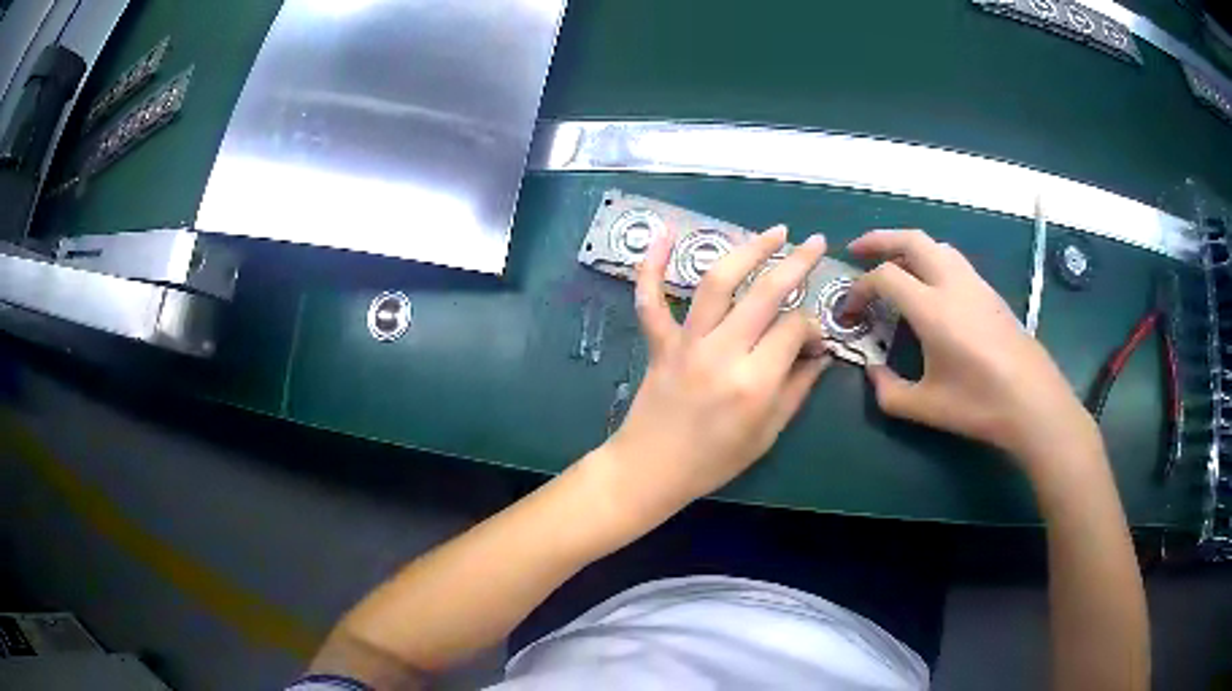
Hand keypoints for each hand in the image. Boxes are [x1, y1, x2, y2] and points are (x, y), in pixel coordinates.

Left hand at [596, 225, 830, 518]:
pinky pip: (651, 299)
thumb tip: (822, 353)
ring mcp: (686, 342)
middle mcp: (722, 353)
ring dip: (748, 249)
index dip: (813, 326)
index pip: (794, 329)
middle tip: (815, 242)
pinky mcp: (659, 342)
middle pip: (765, 293)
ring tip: (774, 232)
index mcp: (755, 382)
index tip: (816, 338)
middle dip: (796, 263)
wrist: (651, 470)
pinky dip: (651, 264)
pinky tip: (663, 233)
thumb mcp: (768, 433)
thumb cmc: (714, 461)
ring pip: (717, 281)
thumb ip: (798, 387)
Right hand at [842, 229, 1096, 471]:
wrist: (1034, 402)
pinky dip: (930, 259)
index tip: (849, 311)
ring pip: (936, 245)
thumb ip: (888, 391)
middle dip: (879, 240)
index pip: (885, 277)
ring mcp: (975, 284)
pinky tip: (928, 285)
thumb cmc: (980, 405)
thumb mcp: (926, 407)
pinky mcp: (989, 292)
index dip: (859, 288)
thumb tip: (873, 372)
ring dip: (907, 246)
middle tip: (857, 251)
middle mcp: (953, 284)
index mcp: (933, 309)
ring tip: (892, 263)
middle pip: (911, 240)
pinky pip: (953, 260)